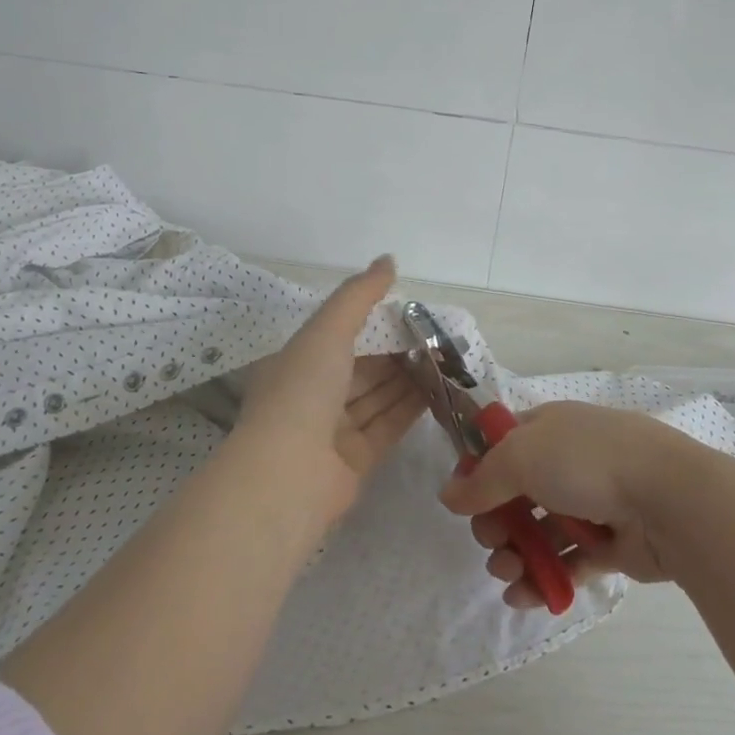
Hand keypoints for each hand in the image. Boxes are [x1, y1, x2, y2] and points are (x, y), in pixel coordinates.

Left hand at [233, 256, 424, 519]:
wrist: (289, 474)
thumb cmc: (303, 390)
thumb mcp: (328, 329)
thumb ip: (359, 294)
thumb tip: (388, 260)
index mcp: (298, 362)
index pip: (339, 335)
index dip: (373, 322)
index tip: (409, 312)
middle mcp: (313, 394)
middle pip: (362, 367)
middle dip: (396, 352)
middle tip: (437, 337)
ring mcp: (333, 430)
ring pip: (377, 396)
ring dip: (408, 378)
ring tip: (445, 359)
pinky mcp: (356, 459)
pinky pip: (387, 425)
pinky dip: (410, 408)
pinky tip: (439, 390)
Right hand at [438, 401, 714, 607]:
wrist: (668, 499)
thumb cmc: (588, 462)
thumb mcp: (522, 457)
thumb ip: (482, 479)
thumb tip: (448, 495)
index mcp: (549, 429)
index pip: (502, 446)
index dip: (479, 472)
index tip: (463, 500)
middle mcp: (568, 462)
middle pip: (516, 495)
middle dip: (495, 523)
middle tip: (491, 541)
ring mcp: (590, 504)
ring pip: (539, 533)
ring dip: (514, 556)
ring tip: (508, 574)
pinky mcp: (608, 545)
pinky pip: (566, 563)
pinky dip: (543, 579)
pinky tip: (523, 596)